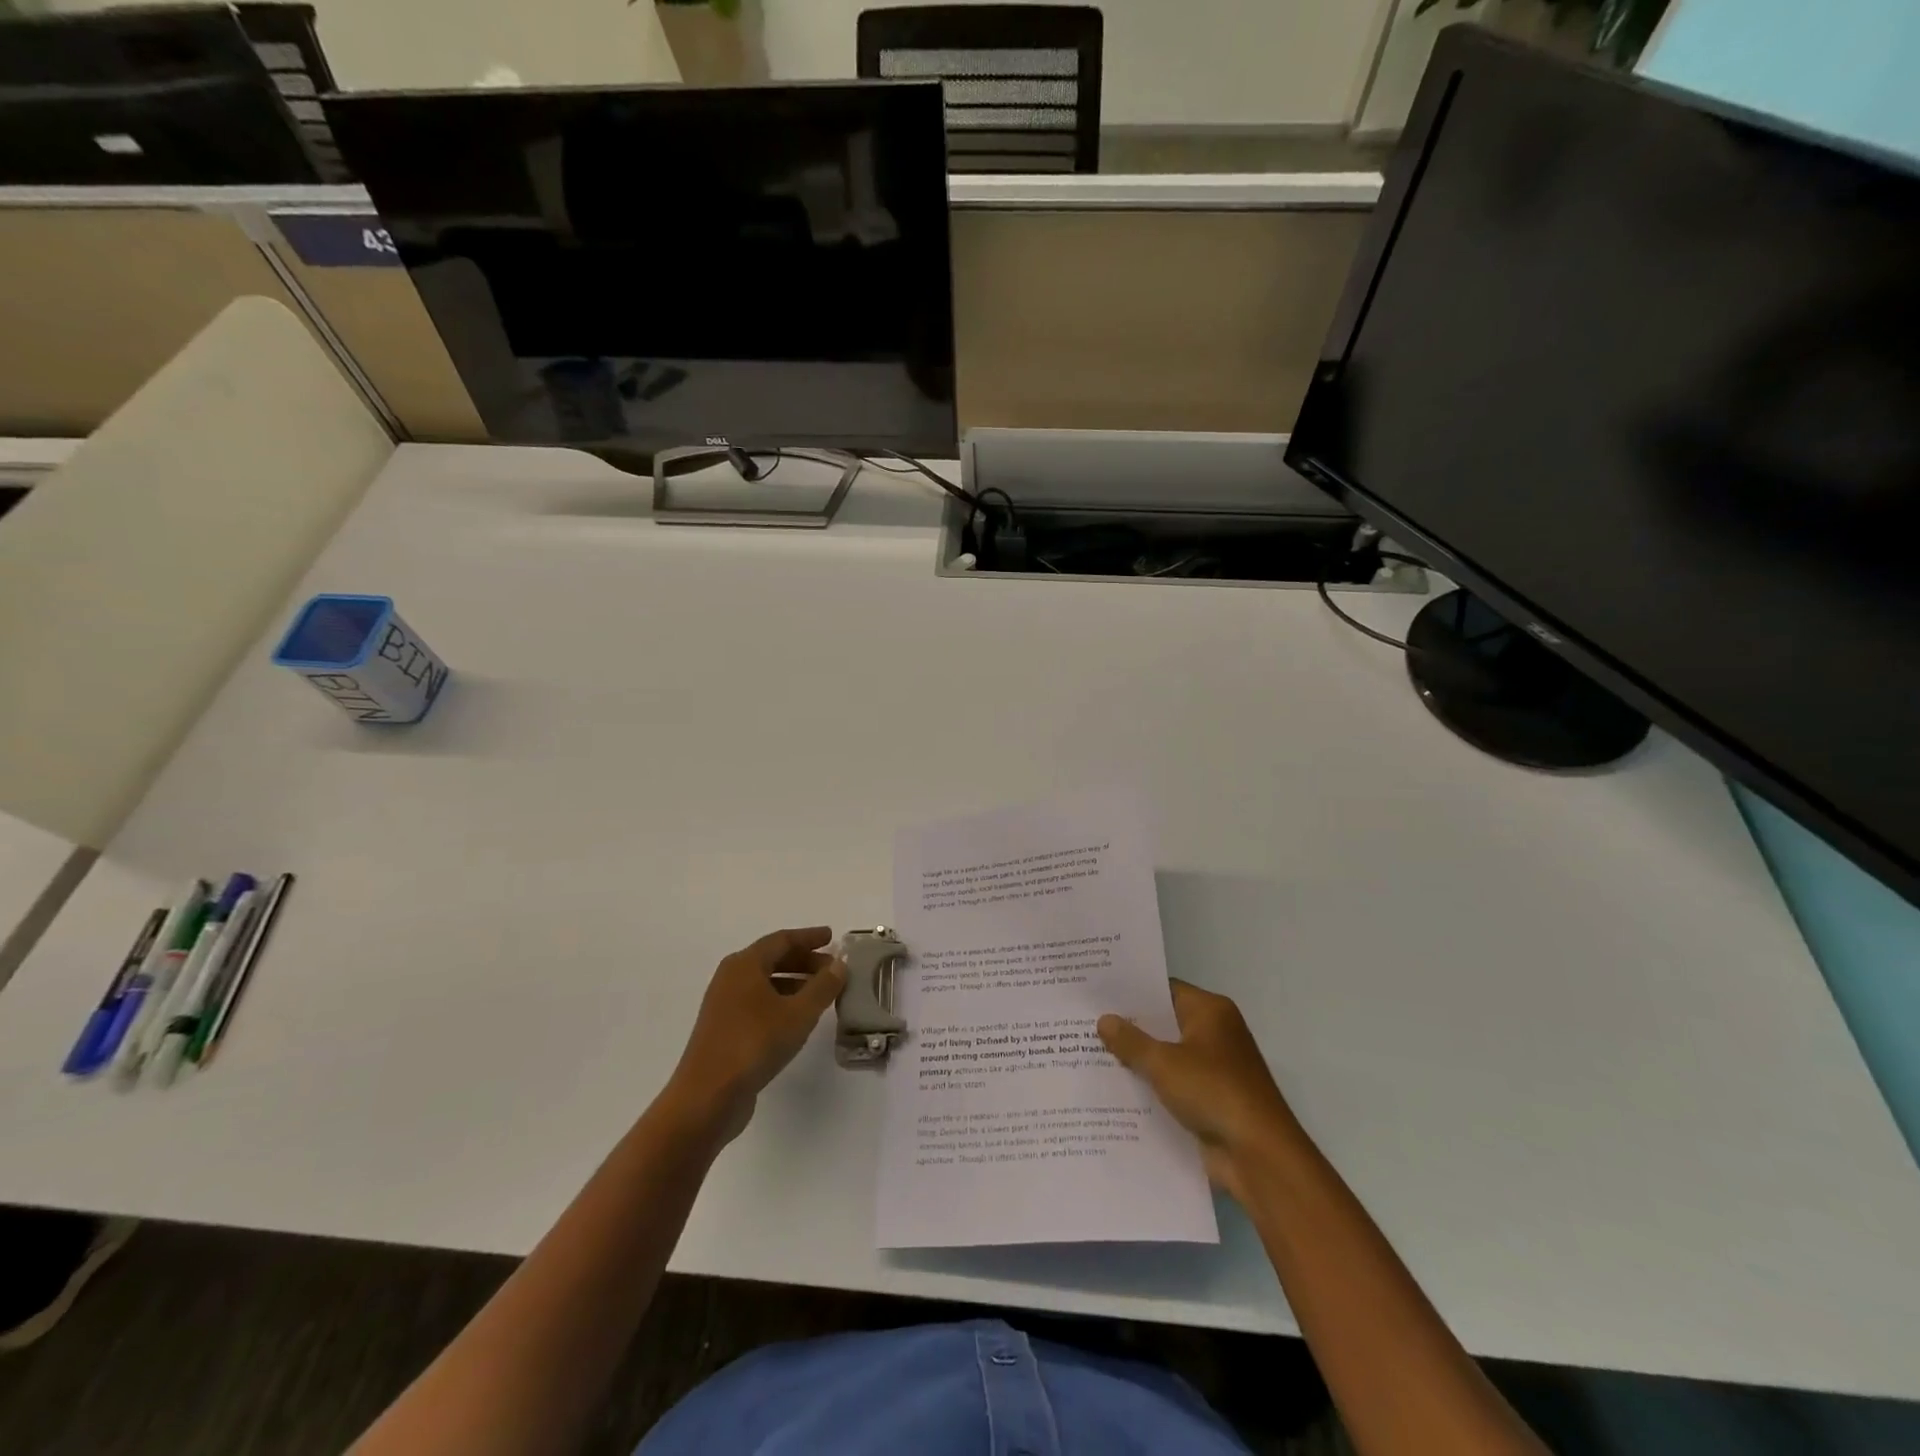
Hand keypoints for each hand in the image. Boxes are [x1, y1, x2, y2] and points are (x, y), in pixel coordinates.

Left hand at [665, 927, 845, 1143]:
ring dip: (794, 983)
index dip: (809, 937)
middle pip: (772, 959)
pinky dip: (781, 1001)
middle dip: (804, 961)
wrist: (707, 1097)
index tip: (832, 937)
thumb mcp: (798, 1014)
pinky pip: (758, 1003)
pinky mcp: (724, 1030)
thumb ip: (822, 987)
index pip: (782, 940)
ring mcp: (724, 1005)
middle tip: (832, 968)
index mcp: (745, 965)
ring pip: (765, 983)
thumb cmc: (754, 1044)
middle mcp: (731, 978)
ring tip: (822, 993)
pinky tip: (798, 1018)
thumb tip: (839, 965)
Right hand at [1098, 980, 1304, 1204]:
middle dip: (1129, 1027)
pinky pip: (1173, 1085)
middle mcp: (1215, 1033)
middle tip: (1085, 1022)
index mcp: (1210, 1011)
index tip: (1097, 993)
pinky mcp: (1210, 1100)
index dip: (1132, 992)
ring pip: (1166, 1057)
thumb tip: (1104, 1020)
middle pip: (1164, 1023)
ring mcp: (1214, 1069)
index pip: (1164, 990)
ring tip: (1090, 1054)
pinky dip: (1151, 1088)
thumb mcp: (1164, 1062)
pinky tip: (1115, 1091)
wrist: (1259, 1156)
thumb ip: (1131, 1041)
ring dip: (1138, 1061)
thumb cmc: (1213, 1091)